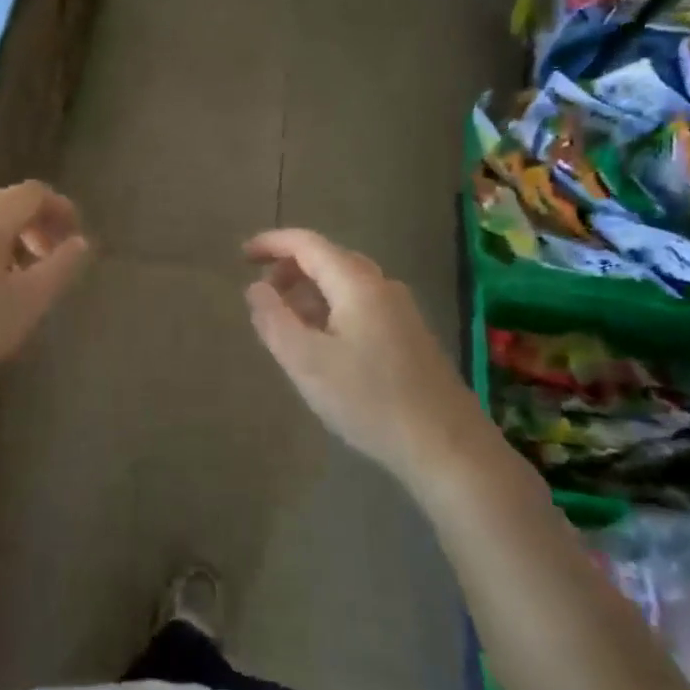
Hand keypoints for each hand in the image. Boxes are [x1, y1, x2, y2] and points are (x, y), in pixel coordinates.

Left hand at [0, 181, 91, 406]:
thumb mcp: (27, 303)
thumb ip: (60, 267)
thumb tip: (79, 242)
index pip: (33, 192)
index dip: (61, 209)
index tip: (74, 238)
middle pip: (2, 203)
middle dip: (33, 226)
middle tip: (47, 261)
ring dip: (3, 241)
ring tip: (12, 279)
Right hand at [244, 229, 482, 478]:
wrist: (447, 447)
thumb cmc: (369, 400)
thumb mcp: (305, 361)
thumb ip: (273, 319)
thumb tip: (255, 288)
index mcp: (357, 284)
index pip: (307, 244)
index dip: (271, 243)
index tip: (241, 255)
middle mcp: (382, 286)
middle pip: (328, 259)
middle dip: (289, 268)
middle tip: (260, 294)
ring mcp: (401, 311)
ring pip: (345, 284)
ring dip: (309, 291)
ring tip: (284, 321)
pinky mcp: (410, 336)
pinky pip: (360, 305)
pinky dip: (330, 309)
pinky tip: (322, 344)